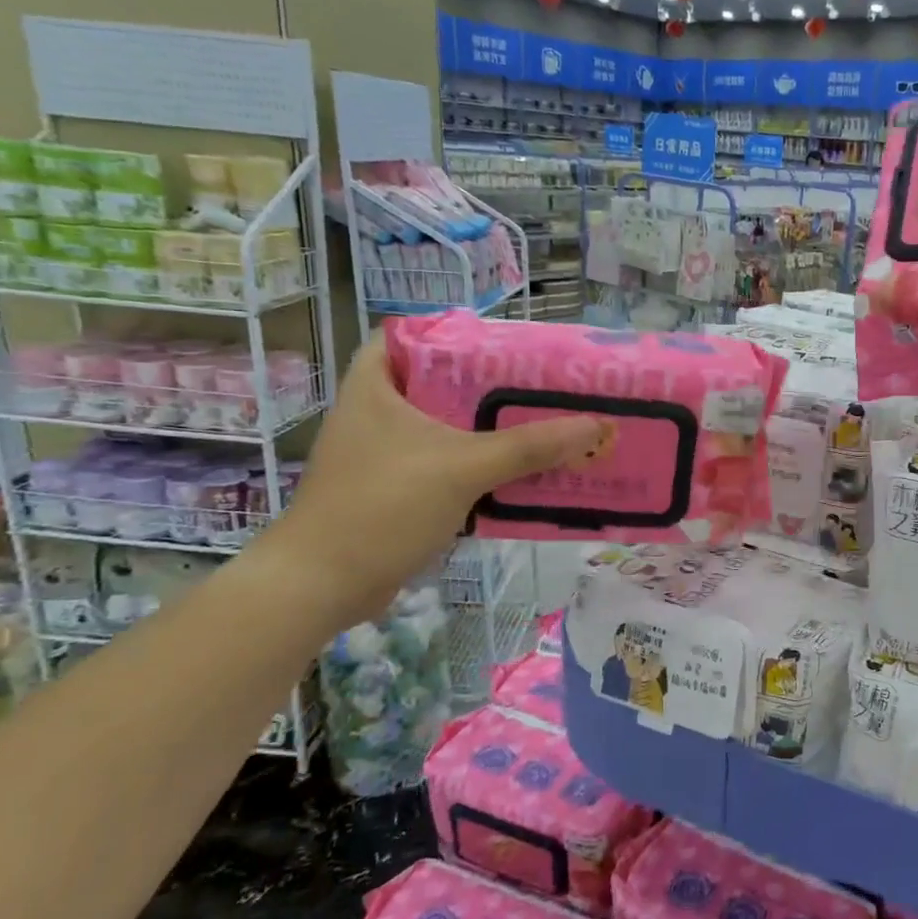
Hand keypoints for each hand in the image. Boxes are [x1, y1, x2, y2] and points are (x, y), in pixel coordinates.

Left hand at [254, 334, 604, 628]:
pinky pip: (448, 464)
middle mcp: (378, 412)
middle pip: (442, 383)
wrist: (323, 585)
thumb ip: (529, 447)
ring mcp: (385, 453)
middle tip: (542, 385)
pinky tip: (521, 471)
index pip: (412, 335)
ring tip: (544, 423)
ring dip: (491, 429)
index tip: (506, 344)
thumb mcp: (462, 468)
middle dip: (492, 385)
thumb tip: (594, 425)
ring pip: (448, 427)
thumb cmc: (382, 506)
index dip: (456, 333)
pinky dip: (481, 465)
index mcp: (376, 386)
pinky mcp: (396, 489)